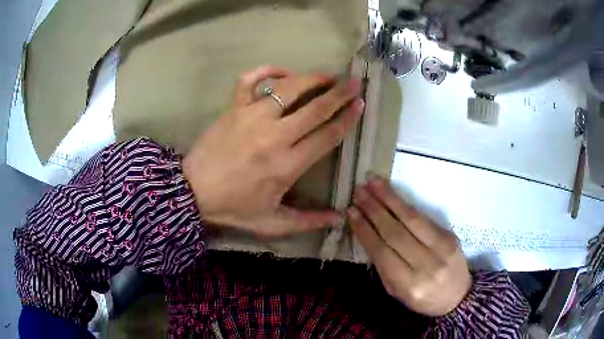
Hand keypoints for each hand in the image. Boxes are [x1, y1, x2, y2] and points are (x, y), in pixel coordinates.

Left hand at [183, 66, 363, 236]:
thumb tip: (340, 218)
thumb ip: (308, 221)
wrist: (193, 192)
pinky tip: (282, 72)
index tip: (359, 105)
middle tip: (354, 83)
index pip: (327, 135)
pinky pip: (250, 79)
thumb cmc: (234, 207)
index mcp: (288, 165)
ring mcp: (252, 117)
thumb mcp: (272, 223)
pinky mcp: (234, 108)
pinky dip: (267, 70)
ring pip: (289, 88)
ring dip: (312, 79)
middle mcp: (275, 136)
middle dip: (340, 93)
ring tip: (327, 76)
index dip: (347, 118)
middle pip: (315, 108)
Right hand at [348, 176, 470, 316]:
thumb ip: (383, 266)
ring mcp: (442, 248)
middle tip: (359, 193)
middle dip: (374, 210)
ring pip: (412, 219)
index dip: (365, 230)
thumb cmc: (422, 298)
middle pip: (396, 232)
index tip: (351, 212)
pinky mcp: (450, 236)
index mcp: (408, 284)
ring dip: (390, 199)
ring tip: (373, 183)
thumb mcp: (396, 291)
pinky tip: (393, 194)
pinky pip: (424, 218)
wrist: (457, 296)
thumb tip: (368, 234)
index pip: (382, 252)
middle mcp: (426, 265)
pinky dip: (405, 205)